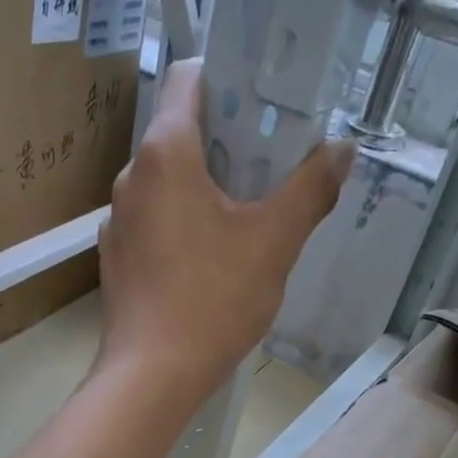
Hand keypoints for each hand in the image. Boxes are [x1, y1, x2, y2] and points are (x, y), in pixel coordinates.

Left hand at [96, 59, 354, 406]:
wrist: (151, 378)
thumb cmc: (212, 300)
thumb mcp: (274, 242)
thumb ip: (310, 189)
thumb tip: (342, 149)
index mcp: (164, 153)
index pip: (189, 78)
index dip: (228, 80)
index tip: (263, 107)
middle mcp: (130, 180)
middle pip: (179, 137)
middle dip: (224, 146)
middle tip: (268, 171)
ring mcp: (116, 226)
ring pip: (165, 189)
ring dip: (203, 193)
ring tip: (243, 223)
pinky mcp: (115, 266)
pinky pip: (153, 230)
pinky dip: (181, 231)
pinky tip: (208, 266)